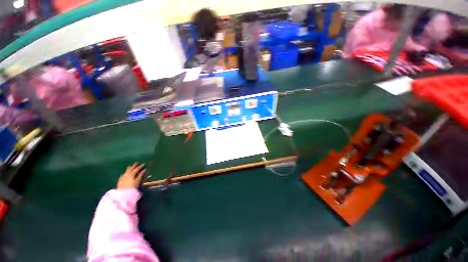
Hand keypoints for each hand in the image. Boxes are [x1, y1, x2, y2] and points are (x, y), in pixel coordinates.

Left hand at [117, 163, 145, 189]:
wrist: (123, 195)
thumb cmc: (132, 188)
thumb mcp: (137, 181)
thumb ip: (140, 175)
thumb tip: (144, 170)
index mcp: (131, 174)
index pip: (136, 169)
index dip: (140, 166)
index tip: (144, 164)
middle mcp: (126, 175)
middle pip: (130, 169)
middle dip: (134, 166)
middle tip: (137, 163)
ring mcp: (122, 178)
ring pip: (126, 171)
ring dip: (129, 168)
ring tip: (130, 166)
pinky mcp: (120, 181)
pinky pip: (122, 175)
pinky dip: (124, 173)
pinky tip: (123, 174)